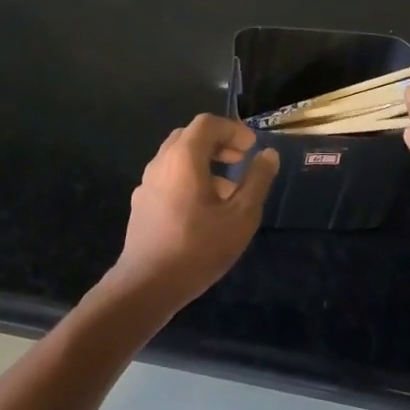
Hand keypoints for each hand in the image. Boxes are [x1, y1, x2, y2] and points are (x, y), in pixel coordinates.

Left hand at [107, 113, 279, 313]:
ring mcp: (147, 184)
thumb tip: (268, 155)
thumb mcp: (241, 216)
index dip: (233, 130)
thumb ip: (257, 181)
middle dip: (218, 143)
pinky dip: (189, 179)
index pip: (207, 123)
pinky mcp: (142, 204)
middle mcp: (160, 163)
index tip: (252, 148)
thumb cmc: (198, 248)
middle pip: (190, 137)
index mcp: (183, 158)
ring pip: (177, 158)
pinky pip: (168, 178)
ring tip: (228, 191)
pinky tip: (204, 210)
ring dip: (204, 163)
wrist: (147, 285)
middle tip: (241, 161)